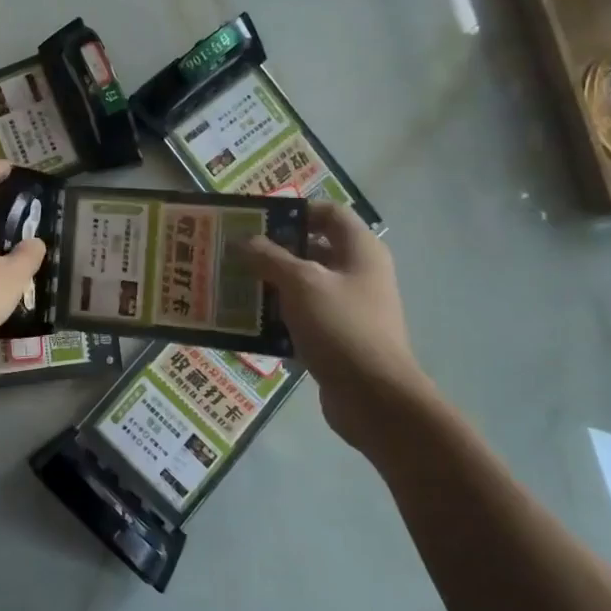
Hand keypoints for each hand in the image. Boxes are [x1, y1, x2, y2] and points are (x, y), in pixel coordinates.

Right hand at [243, 204, 436, 450]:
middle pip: (312, 249)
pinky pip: (303, 317)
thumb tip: (244, 240)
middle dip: (273, 250)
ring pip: (304, 285)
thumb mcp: (300, 284)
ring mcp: (349, 308)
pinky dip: (278, 317)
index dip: (295, 211)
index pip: (329, 213)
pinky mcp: (337, 337)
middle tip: (236, 252)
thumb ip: (269, 257)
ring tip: (235, 285)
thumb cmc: (341, 327)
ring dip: (271, 285)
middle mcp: (358, 273)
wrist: (375, 399)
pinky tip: (250, 322)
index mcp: (360, 251)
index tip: (258, 221)